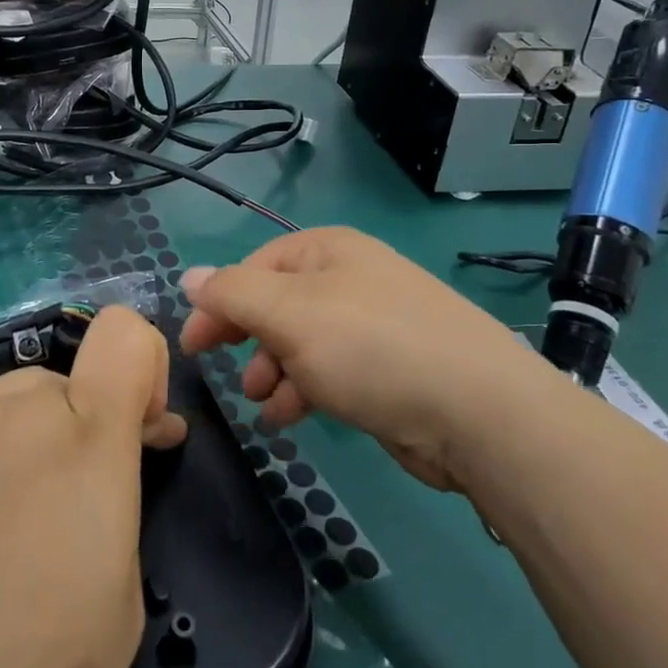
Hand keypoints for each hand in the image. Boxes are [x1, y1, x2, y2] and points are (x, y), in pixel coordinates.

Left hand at [0, 306, 184, 667]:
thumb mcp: (119, 609)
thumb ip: (118, 512)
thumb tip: (101, 480)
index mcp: (86, 439)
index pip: (124, 334)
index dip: (143, 367)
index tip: (139, 432)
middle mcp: (16, 412)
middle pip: (64, 385)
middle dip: (79, 432)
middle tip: (65, 514)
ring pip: (6, 413)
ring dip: (21, 453)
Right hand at [179, 227, 541, 490]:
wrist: (477, 412)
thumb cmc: (370, 347)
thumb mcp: (288, 314)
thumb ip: (232, 294)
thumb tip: (189, 276)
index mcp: (327, 251)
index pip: (254, 267)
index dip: (219, 302)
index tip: (194, 344)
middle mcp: (350, 279)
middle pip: (277, 304)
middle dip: (248, 338)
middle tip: (222, 372)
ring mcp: (373, 324)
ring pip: (301, 342)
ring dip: (273, 370)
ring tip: (263, 403)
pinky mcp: (388, 369)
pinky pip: (329, 371)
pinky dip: (304, 390)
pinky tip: (290, 417)